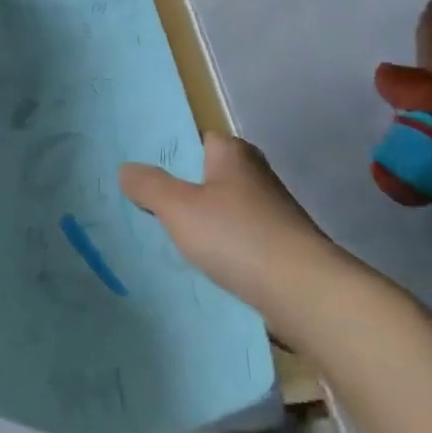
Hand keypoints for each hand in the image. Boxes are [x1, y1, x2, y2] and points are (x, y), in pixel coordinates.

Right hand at [120, 133, 352, 344]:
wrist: (305, 293)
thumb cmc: (237, 236)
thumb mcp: (178, 207)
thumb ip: (148, 185)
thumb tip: (126, 169)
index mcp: (233, 153)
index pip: (198, 139)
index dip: (172, 153)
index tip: (146, 171)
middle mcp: (256, 176)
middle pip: (210, 176)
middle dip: (184, 190)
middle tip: (148, 206)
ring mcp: (273, 213)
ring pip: (225, 210)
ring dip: (204, 223)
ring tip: (169, 240)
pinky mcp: (282, 249)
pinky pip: (240, 241)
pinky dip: (223, 249)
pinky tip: (202, 266)